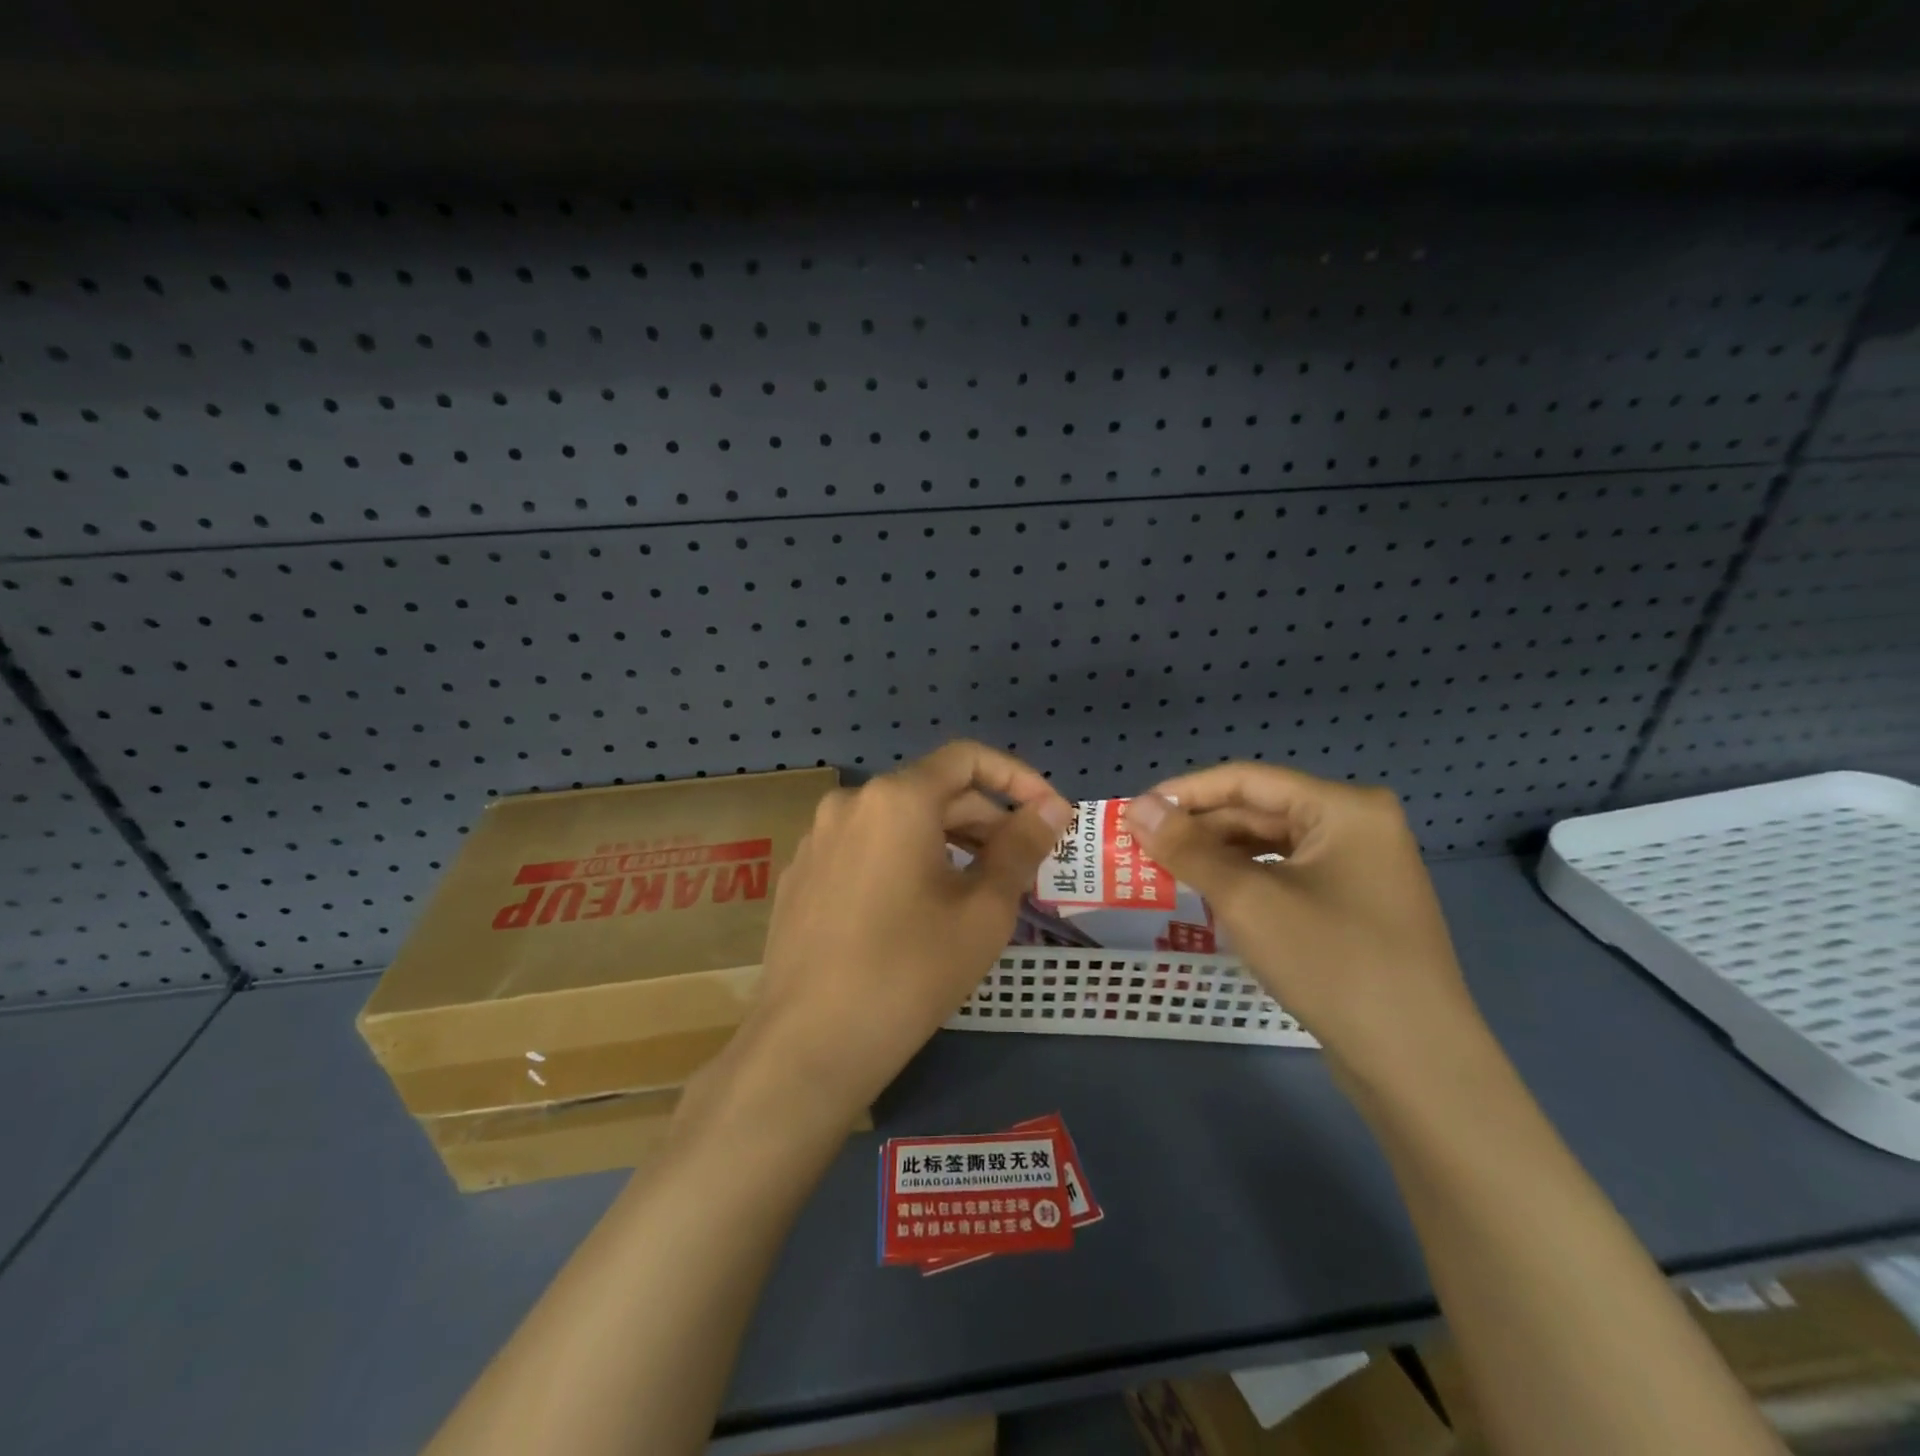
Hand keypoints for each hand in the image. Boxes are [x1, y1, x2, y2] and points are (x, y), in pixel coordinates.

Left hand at [722, 742, 1073, 1120]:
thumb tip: (1052, 808)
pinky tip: (917, 910)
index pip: (967, 759)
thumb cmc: (910, 972)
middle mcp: (850, 803)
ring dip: (946, 842)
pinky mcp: (800, 875)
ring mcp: (817, 839)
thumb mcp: (983, 911)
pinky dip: (903, 861)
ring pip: (897, 822)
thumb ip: (1021, 847)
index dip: (1017, 778)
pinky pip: (865, 849)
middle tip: (1022, 865)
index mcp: (897, 799)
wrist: (809, 1044)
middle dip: (984, 820)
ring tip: (977, 889)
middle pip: (932, 792)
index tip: (1048, 815)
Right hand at [1122, 765, 1485, 1091]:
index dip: (1185, 792)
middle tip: (1141, 847)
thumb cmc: (1331, 962)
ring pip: (1271, 846)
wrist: (1416, 1063)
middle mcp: (1357, 826)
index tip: (1133, 812)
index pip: (1247, 780)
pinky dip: (1246, 882)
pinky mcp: (1355, 907)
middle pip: (1260, 811)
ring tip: (1166, 871)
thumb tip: (1137, 808)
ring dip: (1217, 856)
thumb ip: (1188, 848)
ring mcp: (1360, 869)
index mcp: (1344, 808)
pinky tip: (1212, 897)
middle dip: (1199, 829)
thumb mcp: (1248, 899)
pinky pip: (1287, 877)